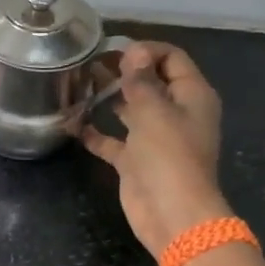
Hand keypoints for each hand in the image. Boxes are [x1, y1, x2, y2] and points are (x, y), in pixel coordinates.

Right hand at [79, 41, 232, 256]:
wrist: (172, 215)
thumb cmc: (168, 155)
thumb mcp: (154, 110)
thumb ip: (140, 80)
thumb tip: (134, 51)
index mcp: (192, 96)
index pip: (172, 59)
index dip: (145, 50)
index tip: (114, 50)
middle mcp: (175, 113)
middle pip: (150, 82)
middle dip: (122, 70)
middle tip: (88, 62)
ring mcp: (155, 138)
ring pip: (130, 109)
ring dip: (108, 97)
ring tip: (78, 83)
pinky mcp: (136, 161)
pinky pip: (114, 140)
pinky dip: (96, 132)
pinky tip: (72, 123)